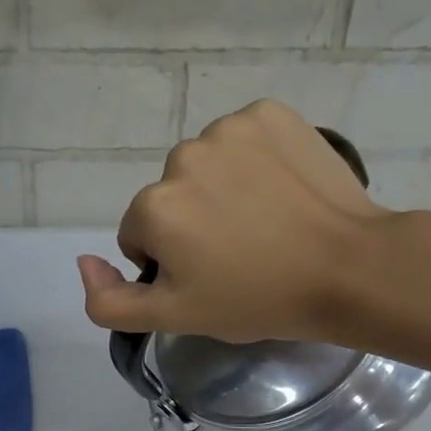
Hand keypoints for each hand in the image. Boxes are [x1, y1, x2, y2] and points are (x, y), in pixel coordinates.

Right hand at [76, 99, 390, 343]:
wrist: (347, 268)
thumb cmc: (256, 299)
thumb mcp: (174, 317)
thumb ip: (110, 302)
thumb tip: (83, 262)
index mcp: (154, 206)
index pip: (140, 234)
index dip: (170, 262)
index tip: (209, 278)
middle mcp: (182, 156)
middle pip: (171, 196)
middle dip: (192, 223)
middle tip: (239, 254)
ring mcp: (229, 128)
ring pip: (205, 166)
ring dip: (221, 190)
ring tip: (263, 223)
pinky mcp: (270, 113)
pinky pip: (242, 139)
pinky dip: (253, 161)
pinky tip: (279, 191)